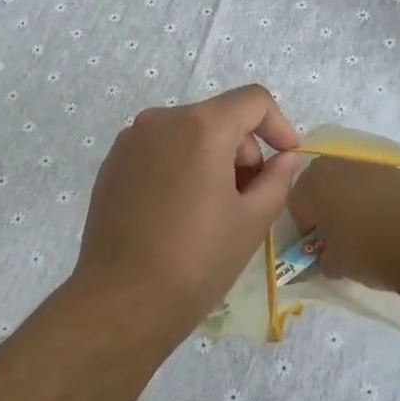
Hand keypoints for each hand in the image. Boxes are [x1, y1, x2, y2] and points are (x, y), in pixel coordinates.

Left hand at [72, 85, 299, 346]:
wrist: (121, 300)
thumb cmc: (196, 261)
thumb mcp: (251, 222)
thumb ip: (277, 179)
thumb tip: (285, 158)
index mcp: (201, 126)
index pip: (253, 100)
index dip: (279, 125)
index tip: (287, 159)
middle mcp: (162, 119)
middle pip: (219, 117)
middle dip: (243, 150)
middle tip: (247, 199)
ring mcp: (131, 139)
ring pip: (188, 133)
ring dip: (211, 158)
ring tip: (212, 210)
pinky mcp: (112, 162)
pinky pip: (159, 149)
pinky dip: (179, 166)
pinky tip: (177, 212)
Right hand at [287, 156, 399, 291]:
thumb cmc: (366, 250)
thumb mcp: (334, 264)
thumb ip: (324, 259)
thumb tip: (328, 259)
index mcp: (314, 181)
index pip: (296, 200)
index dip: (305, 225)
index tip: (317, 245)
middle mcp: (339, 164)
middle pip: (325, 185)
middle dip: (327, 207)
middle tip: (338, 236)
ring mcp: (373, 165)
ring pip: (353, 184)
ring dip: (354, 202)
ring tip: (368, 233)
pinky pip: (380, 187)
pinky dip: (380, 202)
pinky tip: (391, 227)